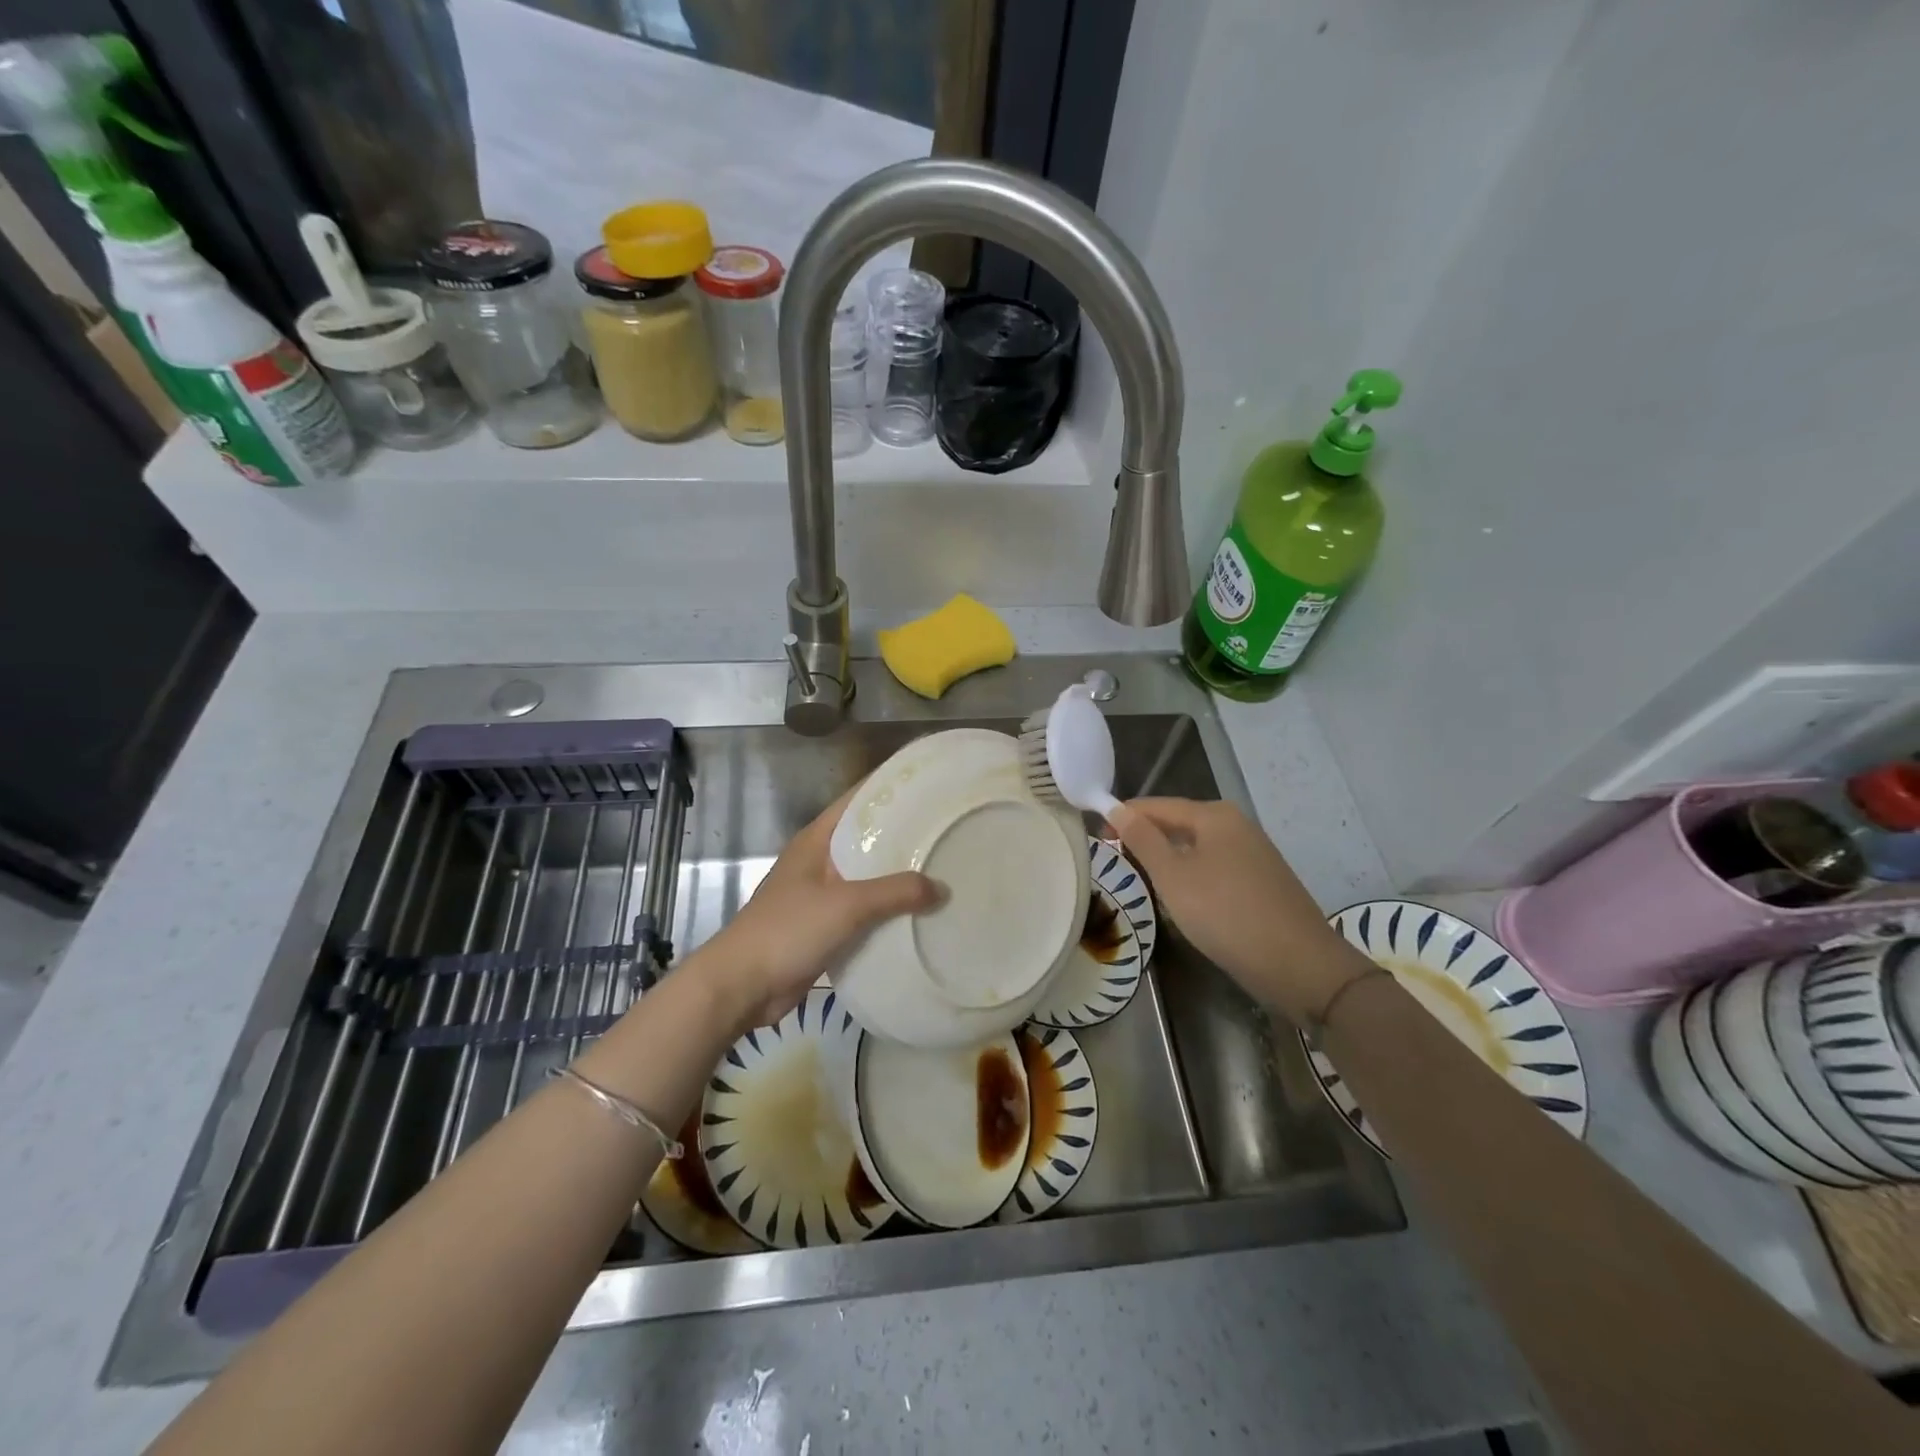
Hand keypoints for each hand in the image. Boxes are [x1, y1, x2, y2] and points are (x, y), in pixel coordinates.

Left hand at [703, 789, 939, 1030]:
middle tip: (947, 829)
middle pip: (868, 838)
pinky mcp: (826, 926)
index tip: (931, 785)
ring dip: (899, 876)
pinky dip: (889, 910)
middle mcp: (820, 860)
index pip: (859, 800)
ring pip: (869, 876)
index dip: (892, 788)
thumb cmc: (788, 930)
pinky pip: (865, 910)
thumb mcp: (846, 904)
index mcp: (817, 839)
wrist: (743, 986)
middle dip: (904, 834)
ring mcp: (822, 894)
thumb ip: (895, 893)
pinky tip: (920, 912)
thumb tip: (942, 888)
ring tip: (943, 868)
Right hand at [1106, 798, 1369, 1024]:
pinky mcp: (1262, 881)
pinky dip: (1191, 876)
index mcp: (1214, 815)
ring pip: (1196, 848)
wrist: (1299, 965)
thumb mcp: (1173, 877)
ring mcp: (1254, 854)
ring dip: (1167, 860)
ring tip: (1139, 879)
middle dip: (1145, 838)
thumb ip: (1143, 840)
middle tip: (1114, 861)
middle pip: (1178, 824)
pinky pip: (1214, 868)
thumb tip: (1117, 809)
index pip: (1156, 805)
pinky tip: (1181, 898)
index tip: (1096, 836)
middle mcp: (1236, 825)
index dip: (1124, 817)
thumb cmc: (1225, 913)